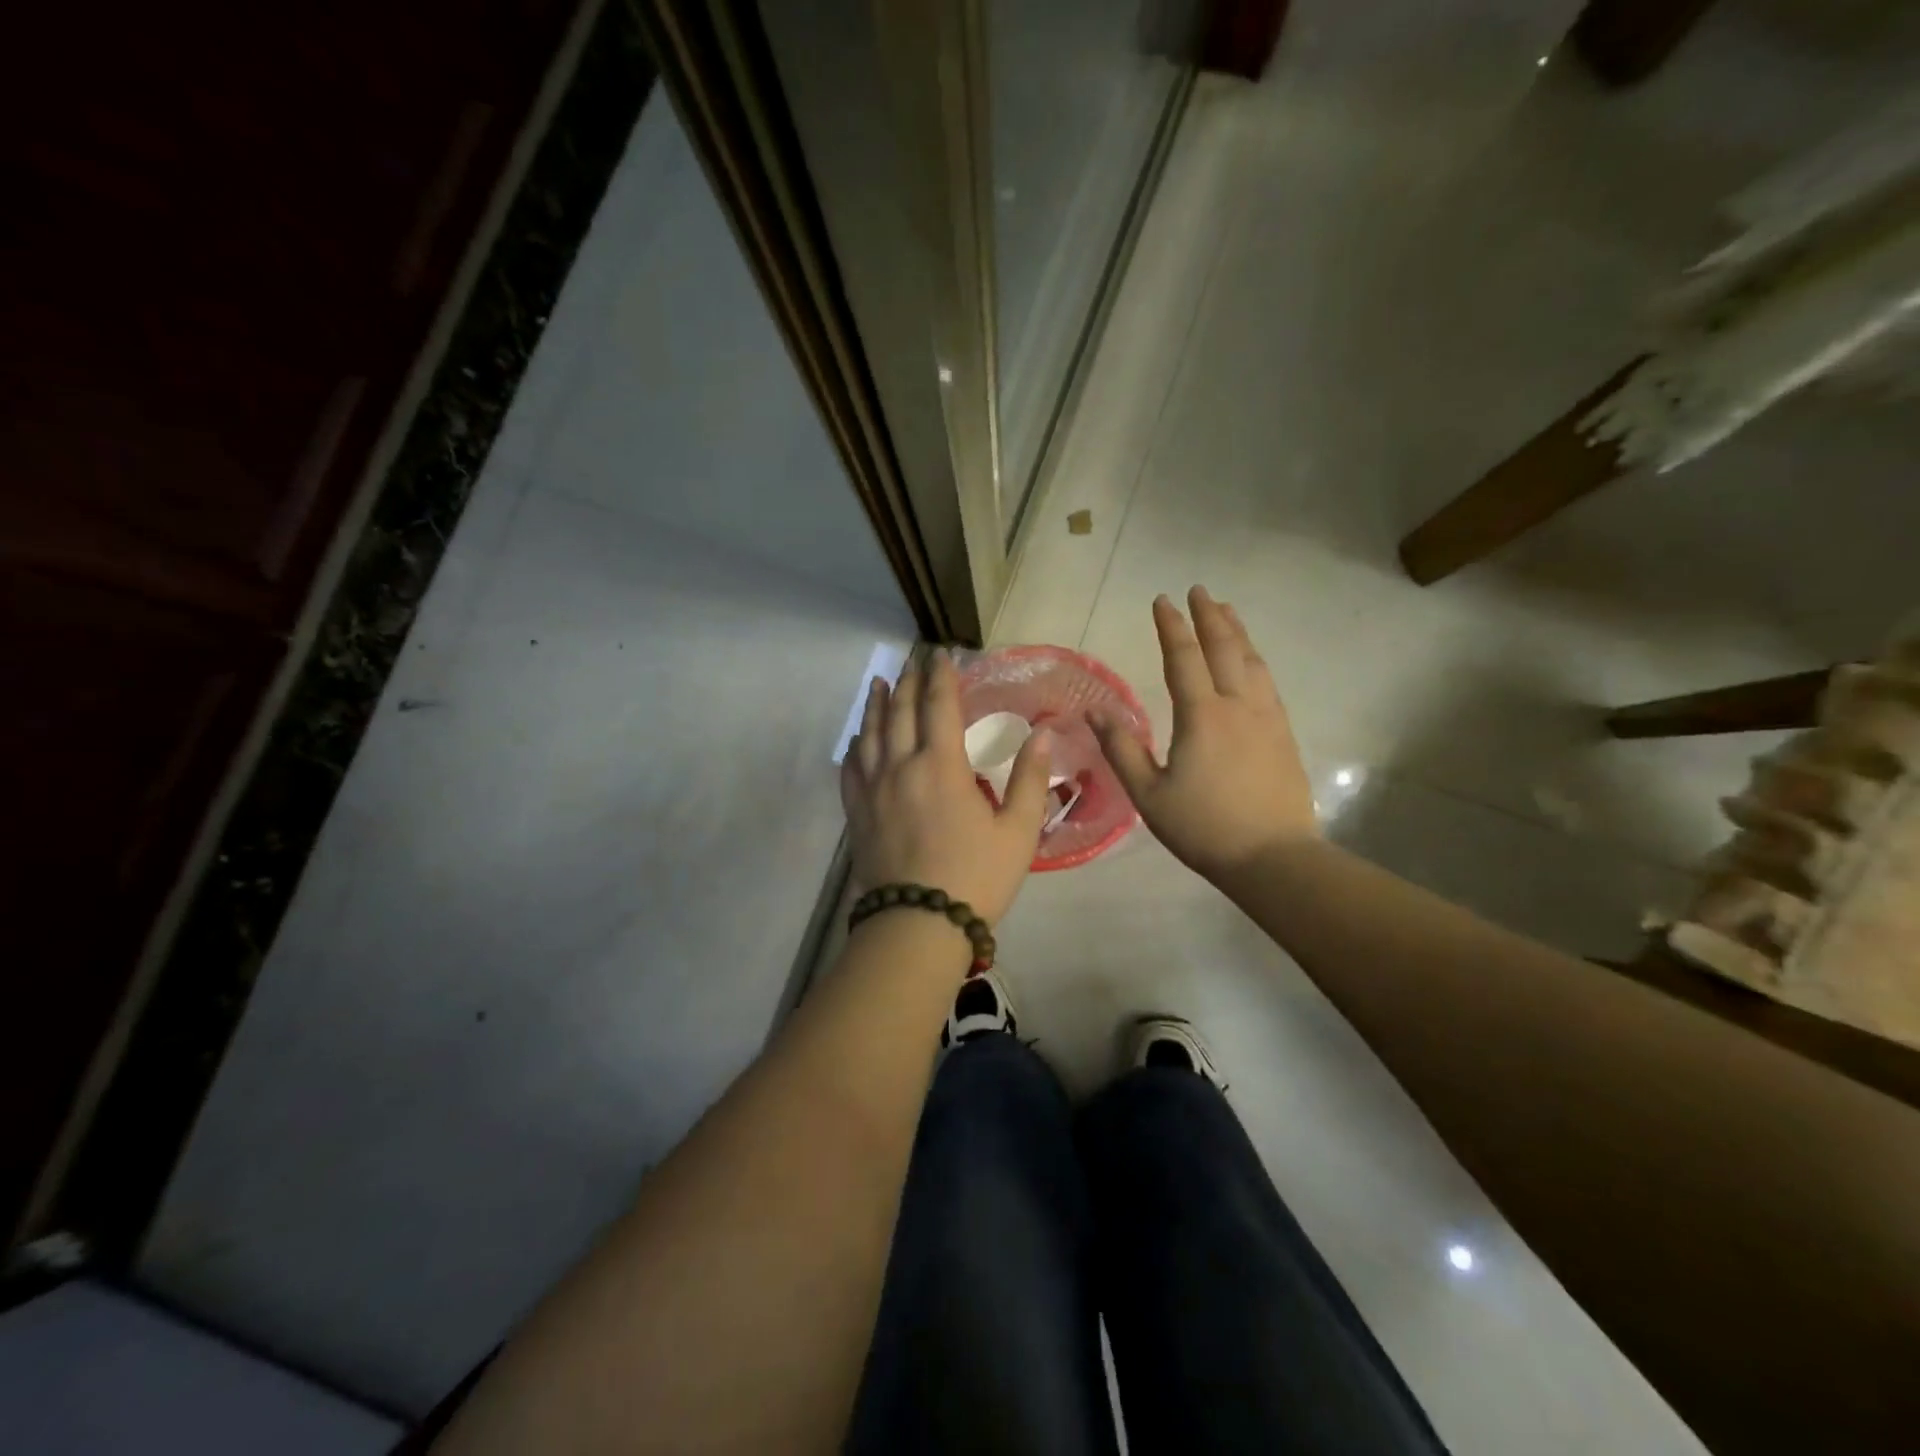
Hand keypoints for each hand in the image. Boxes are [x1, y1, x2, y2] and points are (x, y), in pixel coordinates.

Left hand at [841, 653, 1052, 925]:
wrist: (918, 924)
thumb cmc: (976, 877)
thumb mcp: (1018, 831)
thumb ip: (1031, 780)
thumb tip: (1043, 735)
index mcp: (942, 766)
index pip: (939, 706)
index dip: (941, 677)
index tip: (941, 654)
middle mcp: (902, 767)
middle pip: (901, 713)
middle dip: (908, 683)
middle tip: (912, 661)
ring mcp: (873, 790)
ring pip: (870, 735)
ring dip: (877, 706)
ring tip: (880, 684)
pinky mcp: (857, 814)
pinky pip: (851, 769)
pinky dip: (855, 747)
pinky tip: (857, 740)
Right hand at [1092, 586, 1316, 881]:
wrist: (1273, 858)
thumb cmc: (1203, 827)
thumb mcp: (1149, 794)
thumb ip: (1122, 749)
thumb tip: (1096, 711)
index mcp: (1202, 716)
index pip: (1184, 658)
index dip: (1171, 627)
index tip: (1162, 600)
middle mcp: (1238, 706)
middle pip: (1225, 649)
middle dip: (1209, 616)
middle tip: (1199, 591)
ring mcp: (1267, 719)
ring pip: (1252, 662)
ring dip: (1237, 632)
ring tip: (1227, 611)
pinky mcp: (1283, 735)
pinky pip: (1267, 683)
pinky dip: (1255, 660)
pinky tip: (1252, 662)